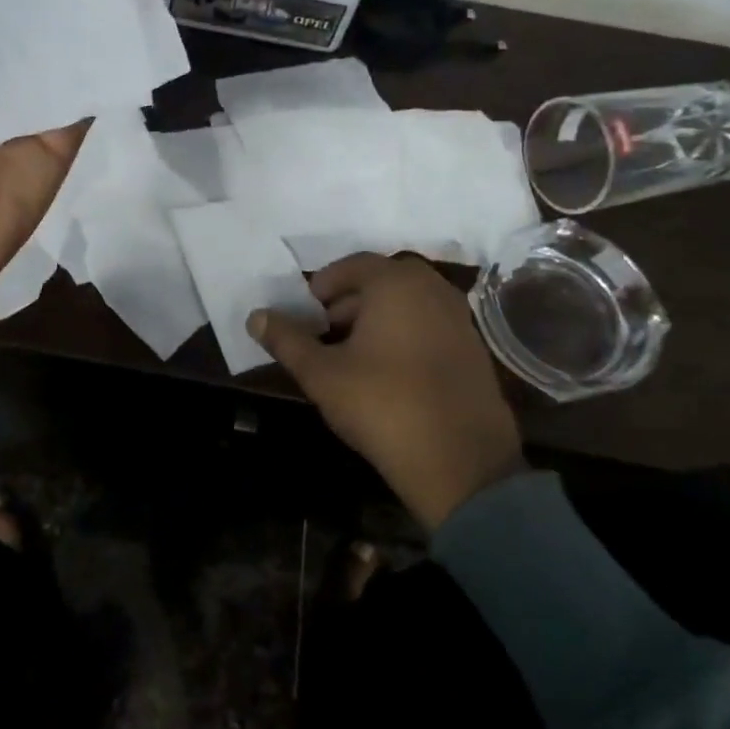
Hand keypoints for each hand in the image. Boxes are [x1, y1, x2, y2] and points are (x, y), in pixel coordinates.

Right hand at [247, 255, 524, 529]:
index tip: (305, 310)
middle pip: (382, 282)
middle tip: (323, 331)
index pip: (353, 265)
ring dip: (376, 319)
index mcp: (397, 284)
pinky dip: (403, 335)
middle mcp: (433, 290)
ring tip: (350, 355)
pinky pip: (429, 326)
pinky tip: (386, 372)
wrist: (461, 464)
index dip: (324, 284)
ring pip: (407, 305)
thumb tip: (255, 317)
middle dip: (348, 302)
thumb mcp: (322, 374)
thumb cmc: (382, 405)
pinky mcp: (474, 350)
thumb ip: (287, 340)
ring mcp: (459, 320)